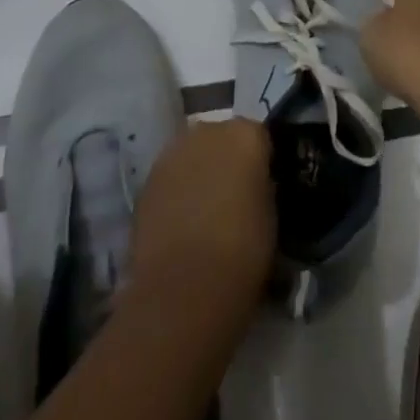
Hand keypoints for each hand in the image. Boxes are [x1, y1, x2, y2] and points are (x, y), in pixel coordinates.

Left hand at [130, 118, 274, 313]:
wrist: (183, 289)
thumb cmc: (242, 251)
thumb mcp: (272, 216)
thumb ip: (264, 188)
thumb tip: (256, 188)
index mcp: (245, 134)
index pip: (260, 137)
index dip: (262, 163)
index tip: (264, 187)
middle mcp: (209, 131)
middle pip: (223, 139)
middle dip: (228, 161)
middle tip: (235, 198)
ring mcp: (173, 152)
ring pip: (193, 155)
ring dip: (200, 172)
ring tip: (205, 212)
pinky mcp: (147, 179)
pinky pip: (171, 176)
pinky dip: (177, 191)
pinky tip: (181, 223)